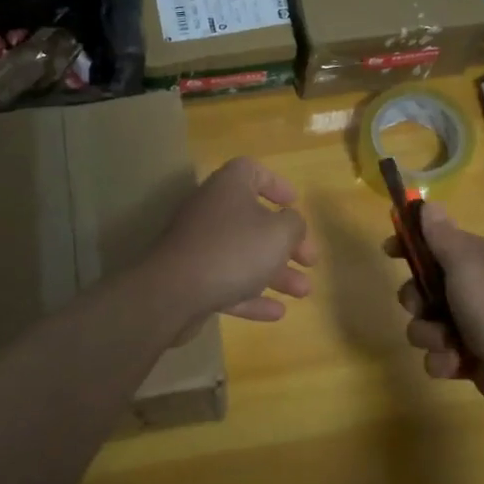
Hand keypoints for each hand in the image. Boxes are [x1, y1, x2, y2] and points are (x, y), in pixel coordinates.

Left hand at [147, 157, 315, 326]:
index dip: (276, 184)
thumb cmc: (234, 250)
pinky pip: (227, 281)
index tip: (294, 204)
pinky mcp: (191, 278)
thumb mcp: (279, 233)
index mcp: (229, 187)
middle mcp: (211, 210)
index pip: (252, 171)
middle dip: (286, 242)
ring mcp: (199, 245)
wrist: (173, 292)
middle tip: (310, 260)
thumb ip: (294, 224)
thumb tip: (291, 222)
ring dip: (275, 273)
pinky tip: (277, 313)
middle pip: (254, 219)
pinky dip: (251, 295)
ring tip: (303, 292)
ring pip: (243, 255)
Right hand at [389, 205, 483, 417]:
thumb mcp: (465, 263)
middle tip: (425, 307)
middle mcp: (469, 287)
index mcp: (472, 260)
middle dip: (415, 301)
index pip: (432, 242)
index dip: (408, 244)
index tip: (389, 250)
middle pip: (418, 287)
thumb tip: (427, 204)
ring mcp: (467, 324)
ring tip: (449, 342)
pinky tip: (459, 362)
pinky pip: (435, 355)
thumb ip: (442, 235)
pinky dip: (444, 360)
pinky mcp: (465, 356)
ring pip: (422, 324)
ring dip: (429, 335)